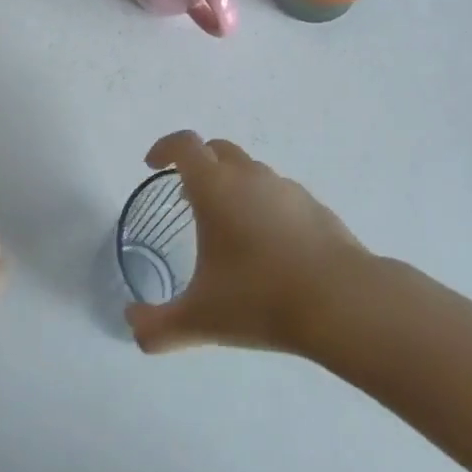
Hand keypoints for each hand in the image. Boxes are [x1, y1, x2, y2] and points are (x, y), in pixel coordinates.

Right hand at [125, 131, 370, 354]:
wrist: (339, 300)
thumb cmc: (259, 299)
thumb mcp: (199, 319)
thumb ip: (156, 326)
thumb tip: (132, 325)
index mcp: (216, 188)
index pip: (185, 145)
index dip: (165, 148)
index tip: (153, 165)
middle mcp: (250, 176)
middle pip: (218, 149)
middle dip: (198, 163)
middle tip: (187, 196)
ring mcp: (286, 187)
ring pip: (251, 170)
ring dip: (232, 184)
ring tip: (227, 227)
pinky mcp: (313, 205)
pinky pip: (278, 193)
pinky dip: (263, 205)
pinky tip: (267, 246)